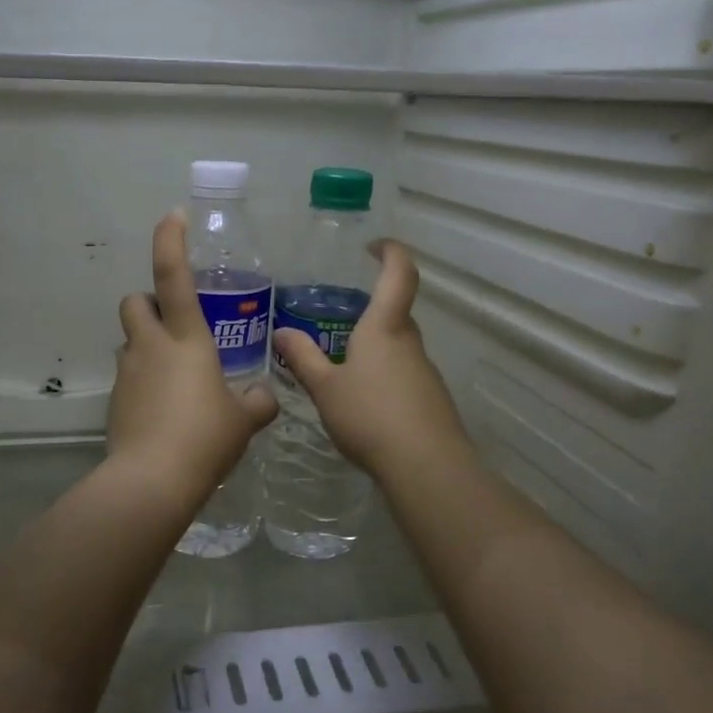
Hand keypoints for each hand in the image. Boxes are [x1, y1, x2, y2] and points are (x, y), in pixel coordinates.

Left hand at [108, 212, 278, 505]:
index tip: (173, 216)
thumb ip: (257, 402)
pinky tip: (164, 411)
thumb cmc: (205, 438)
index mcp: (186, 339)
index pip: (172, 275)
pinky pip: (128, 377)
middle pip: (135, 301)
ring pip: (129, 341)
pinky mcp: (115, 401)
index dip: (171, 240)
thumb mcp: (243, 420)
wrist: (151, 481)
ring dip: (147, 345)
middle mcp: (150, 346)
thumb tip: (264, 395)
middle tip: (175, 326)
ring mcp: (127, 373)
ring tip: (176, 377)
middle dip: (149, 303)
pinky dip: (143, 382)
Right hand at [271, 241, 470, 478]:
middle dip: (372, 311)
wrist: (425, 465)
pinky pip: (404, 375)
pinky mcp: (430, 399)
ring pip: (399, 348)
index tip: (374, 247)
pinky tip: (365, 404)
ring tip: (344, 369)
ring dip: (376, 349)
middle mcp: (409, 343)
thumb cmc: (369, 416)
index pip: (398, 275)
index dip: (390, 253)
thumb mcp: (325, 388)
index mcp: (384, 329)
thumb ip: (303, 358)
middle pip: (396, 314)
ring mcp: (424, 372)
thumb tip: (281, 332)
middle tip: (339, 322)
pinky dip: (385, 378)